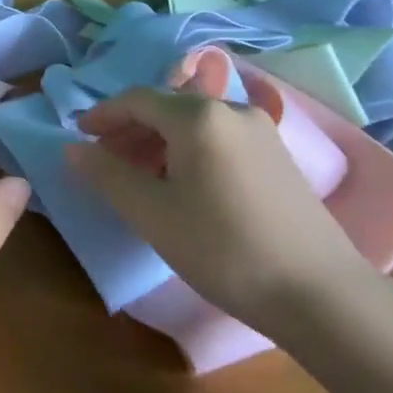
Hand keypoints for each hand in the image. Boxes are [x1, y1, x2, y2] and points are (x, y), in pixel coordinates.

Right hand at [67, 87, 370, 336]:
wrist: (319, 292)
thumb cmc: (222, 248)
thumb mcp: (152, 214)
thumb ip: (107, 174)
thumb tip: (73, 148)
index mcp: (198, 116)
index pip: (137, 100)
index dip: (103, 115)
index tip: (79, 136)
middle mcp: (231, 109)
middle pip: (166, 107)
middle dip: (130, 129)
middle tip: (104, 159)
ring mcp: (261, 130)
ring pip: (194, 122)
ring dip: (159, 140)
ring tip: (139, 174)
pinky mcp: (278, 155)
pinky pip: (219, 137)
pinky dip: (189, 149)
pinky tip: (182, 183)